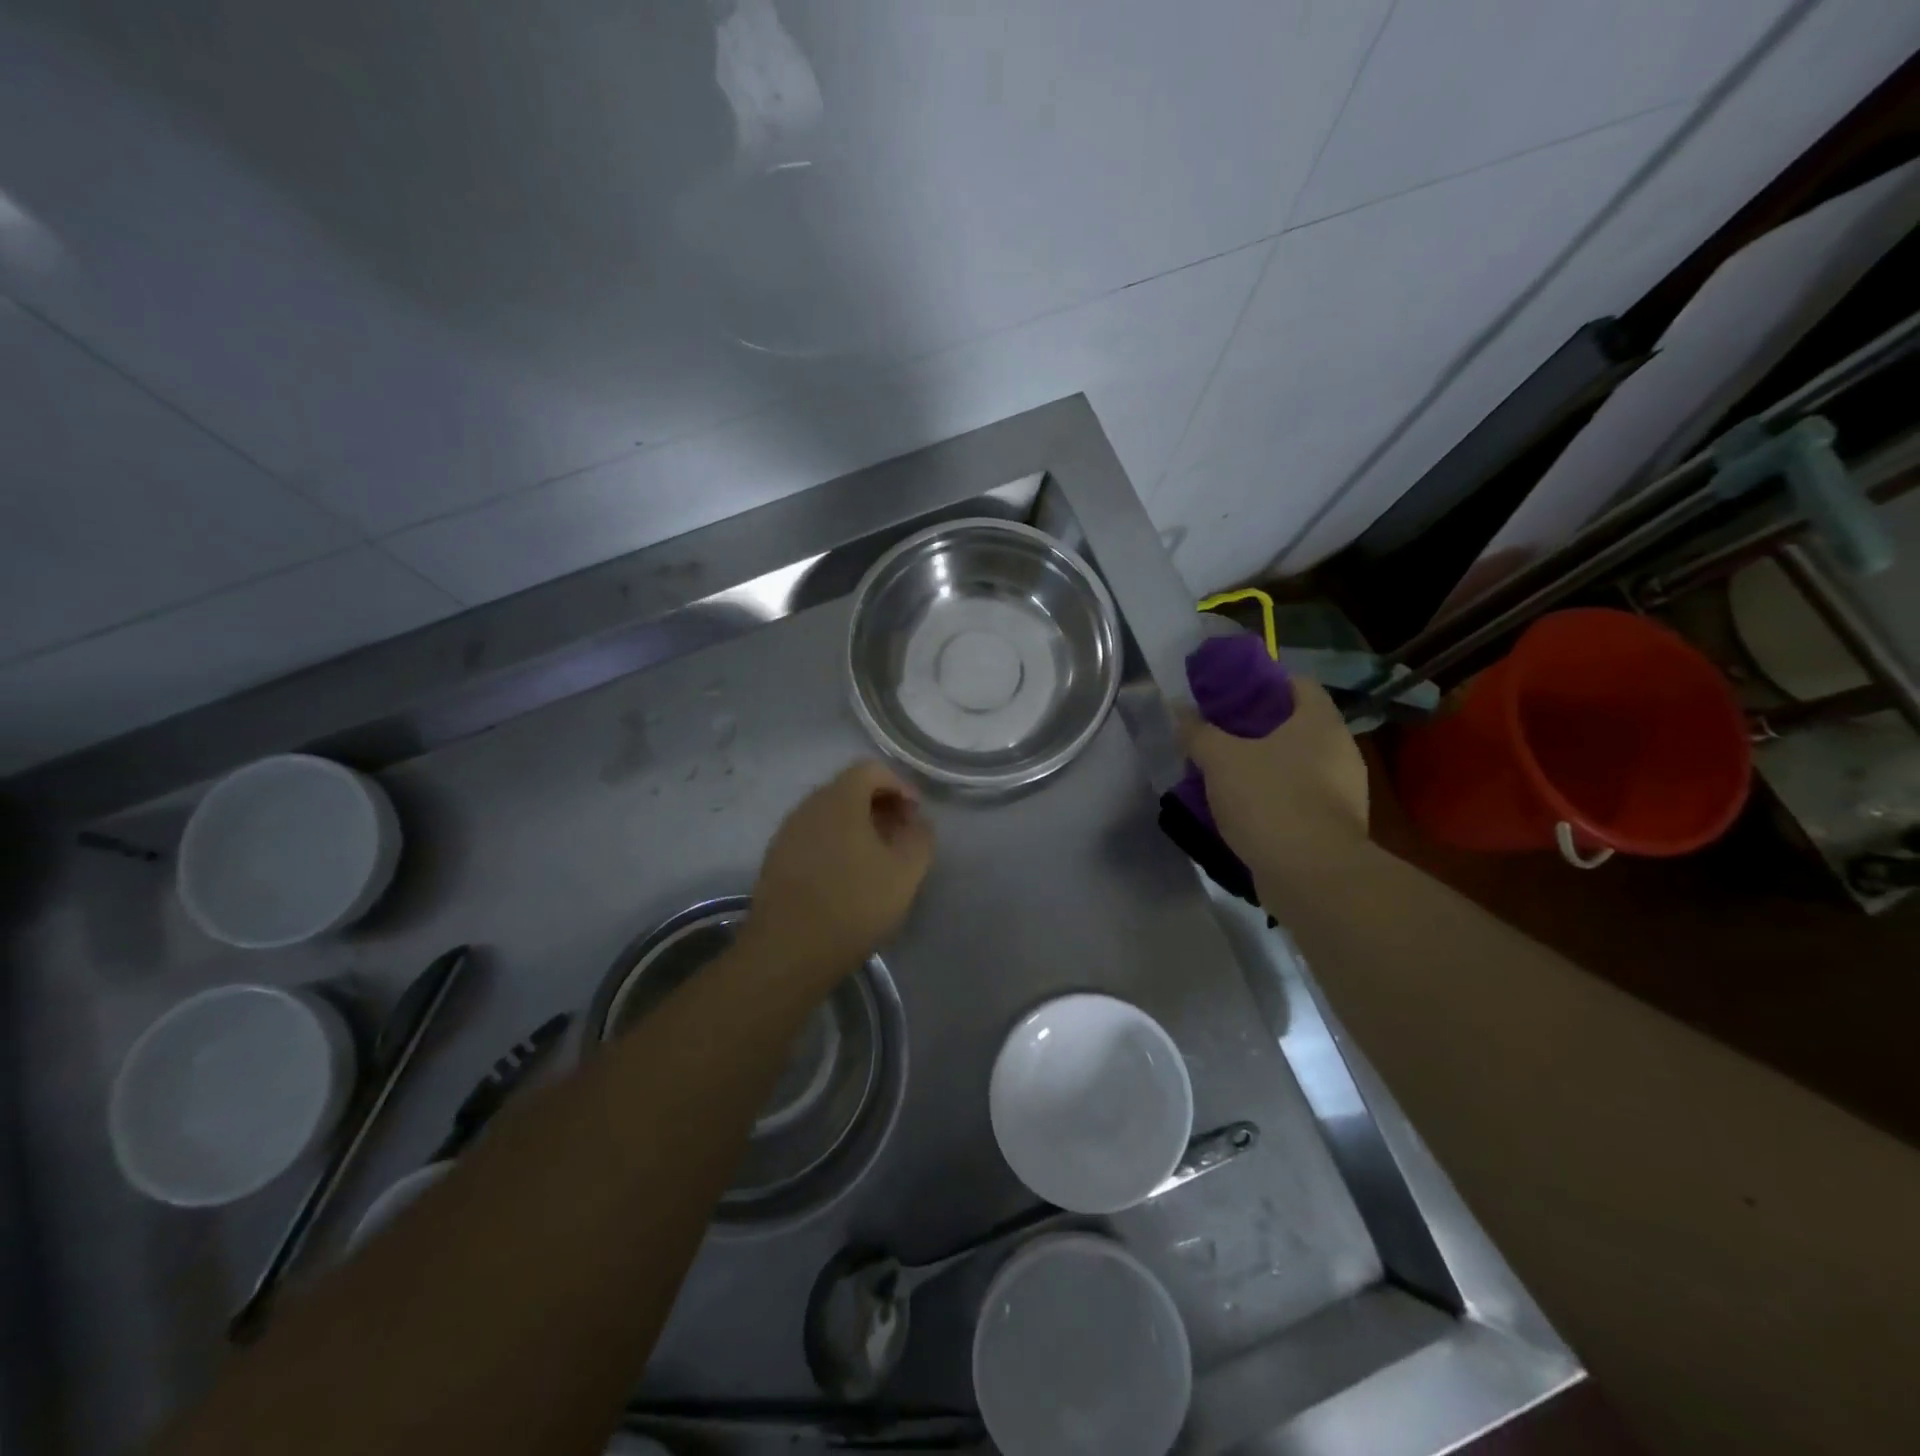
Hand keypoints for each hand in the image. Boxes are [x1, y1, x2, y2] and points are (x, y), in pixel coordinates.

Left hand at [742, 761, 934, 982]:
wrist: (788, 951)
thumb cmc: (854, 904)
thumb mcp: (906, 872)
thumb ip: (920, 838)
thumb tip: (918, 822)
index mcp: (839, 799)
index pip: (872, 769)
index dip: (900, 785)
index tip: (915, 816)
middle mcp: (808, 806)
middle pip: (849, 789)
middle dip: (880, 806)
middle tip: (902, 837)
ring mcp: (787, 833)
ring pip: (830, 815)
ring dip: (858, 827)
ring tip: (878, 860)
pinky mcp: (776, 860)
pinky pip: (813, 837)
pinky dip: (836, 844)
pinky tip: (848, 878)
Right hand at [1182, 674, 1368, 878]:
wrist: (1312, 875)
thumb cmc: (1270, 799)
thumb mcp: (1220, 760)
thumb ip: (1198, 732)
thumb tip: (1178, 710)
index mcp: (1320, 723)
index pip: (1298, 684)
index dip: (1264, 683)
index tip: (1230, 695)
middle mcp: (1341, 751)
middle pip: (1296, 726)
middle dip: (1257, 730)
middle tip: (1219, 735)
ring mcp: (1344, 792)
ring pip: (1297, 766)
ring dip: (1264, 767)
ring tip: (1224, 774)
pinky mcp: (1336, 827)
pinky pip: (1300, 799)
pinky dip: (1274, 799)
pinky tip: (1243, 810)